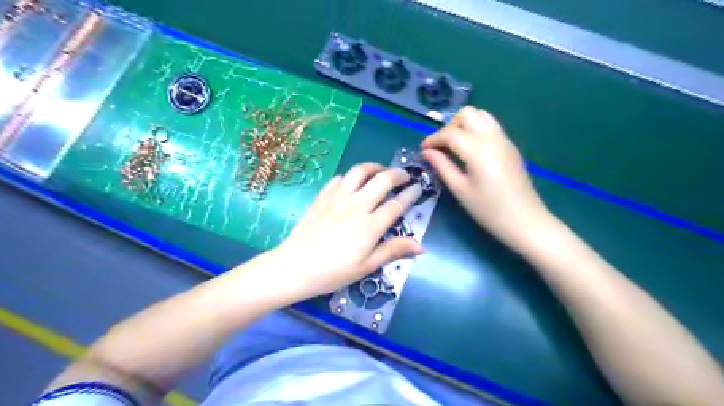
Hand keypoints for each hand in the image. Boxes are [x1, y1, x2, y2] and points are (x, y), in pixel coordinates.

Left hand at [270, 162, 425, 301]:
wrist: (296, 266)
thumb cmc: (334, 271)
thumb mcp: (367, 266)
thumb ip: (393, 250)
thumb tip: (420, 246)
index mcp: (370, 226)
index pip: (397, 204)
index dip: (411, 194)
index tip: (418, 188)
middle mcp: (356, 206)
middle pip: (382, 180)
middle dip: (398, 174)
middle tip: (404, 176)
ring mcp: (337, 197)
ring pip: (360, 171)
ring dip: (374, 167)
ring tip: (381, 171)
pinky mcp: (323, 196)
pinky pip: (340, 178)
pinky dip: (352, 176)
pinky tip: (354, 182)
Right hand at [422, 107, 552, 247]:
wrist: (525, 221)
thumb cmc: (488, 210)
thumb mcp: (460, 190)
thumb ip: (442, 166)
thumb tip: (427, 153)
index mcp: (478, 149)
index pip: (450, 133)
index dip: (432, 139)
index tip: (422, 150)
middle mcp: (492, 137)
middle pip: (467, 114)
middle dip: (449, 126)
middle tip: (441, 147)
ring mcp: (504, 140)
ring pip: (481, 115)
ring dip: (464, 125)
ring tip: (454, 146)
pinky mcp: (510, 146)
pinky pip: (491, 126)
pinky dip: (476, 129)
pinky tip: (470, 150)